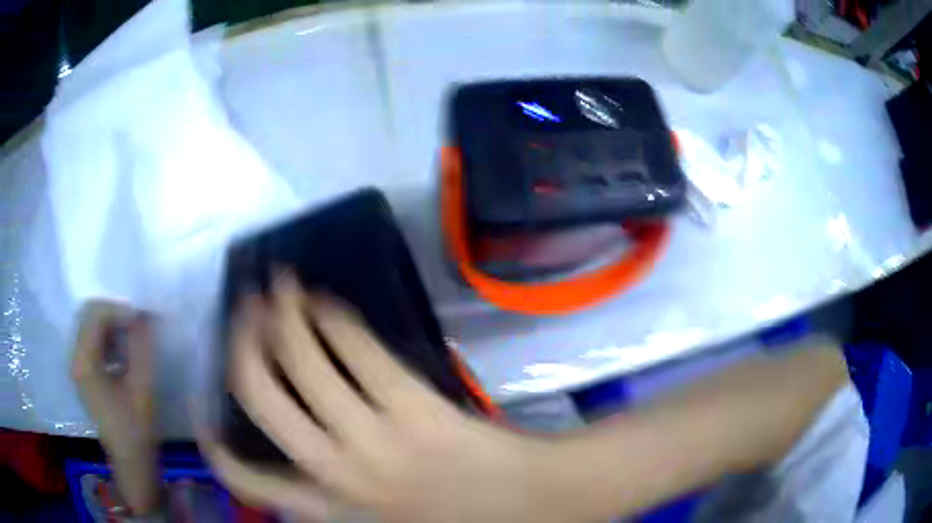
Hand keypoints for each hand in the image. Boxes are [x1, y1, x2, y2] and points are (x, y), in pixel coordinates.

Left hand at [71, 300, 158, 513]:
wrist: (132, 462)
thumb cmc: (136, 427)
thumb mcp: (142, 386)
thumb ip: (142, 347)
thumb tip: (145, 314)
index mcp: (84, 362)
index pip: (95, 316)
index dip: (118, 310)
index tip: (142, 318)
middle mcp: (76, 360)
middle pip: (89, 317)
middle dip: (114, 314)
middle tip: (138, 324)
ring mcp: (79, 368)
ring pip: (90, 328)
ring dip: (112, 326)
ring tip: (133, 336)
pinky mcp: (85, 376)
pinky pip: (93, 343)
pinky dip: (109, 340)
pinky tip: (124, 352)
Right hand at [196, 273, 584, 522]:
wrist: (528, 501)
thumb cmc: (456, 516)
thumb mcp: (381, 517)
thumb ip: (334, 490)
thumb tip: (296, 439)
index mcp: (332, 507)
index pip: (249, 482)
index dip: (215, 444)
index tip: (201, 405)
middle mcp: (338, 471)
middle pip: (260, 393)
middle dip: (243, 342)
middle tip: (243, 307)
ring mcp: (374, 436)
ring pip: (304, 359)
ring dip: (285, 313)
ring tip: (279, 286)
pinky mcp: (413, 404)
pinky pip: (357, 348)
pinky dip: (333, 317)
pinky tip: (326, 302)